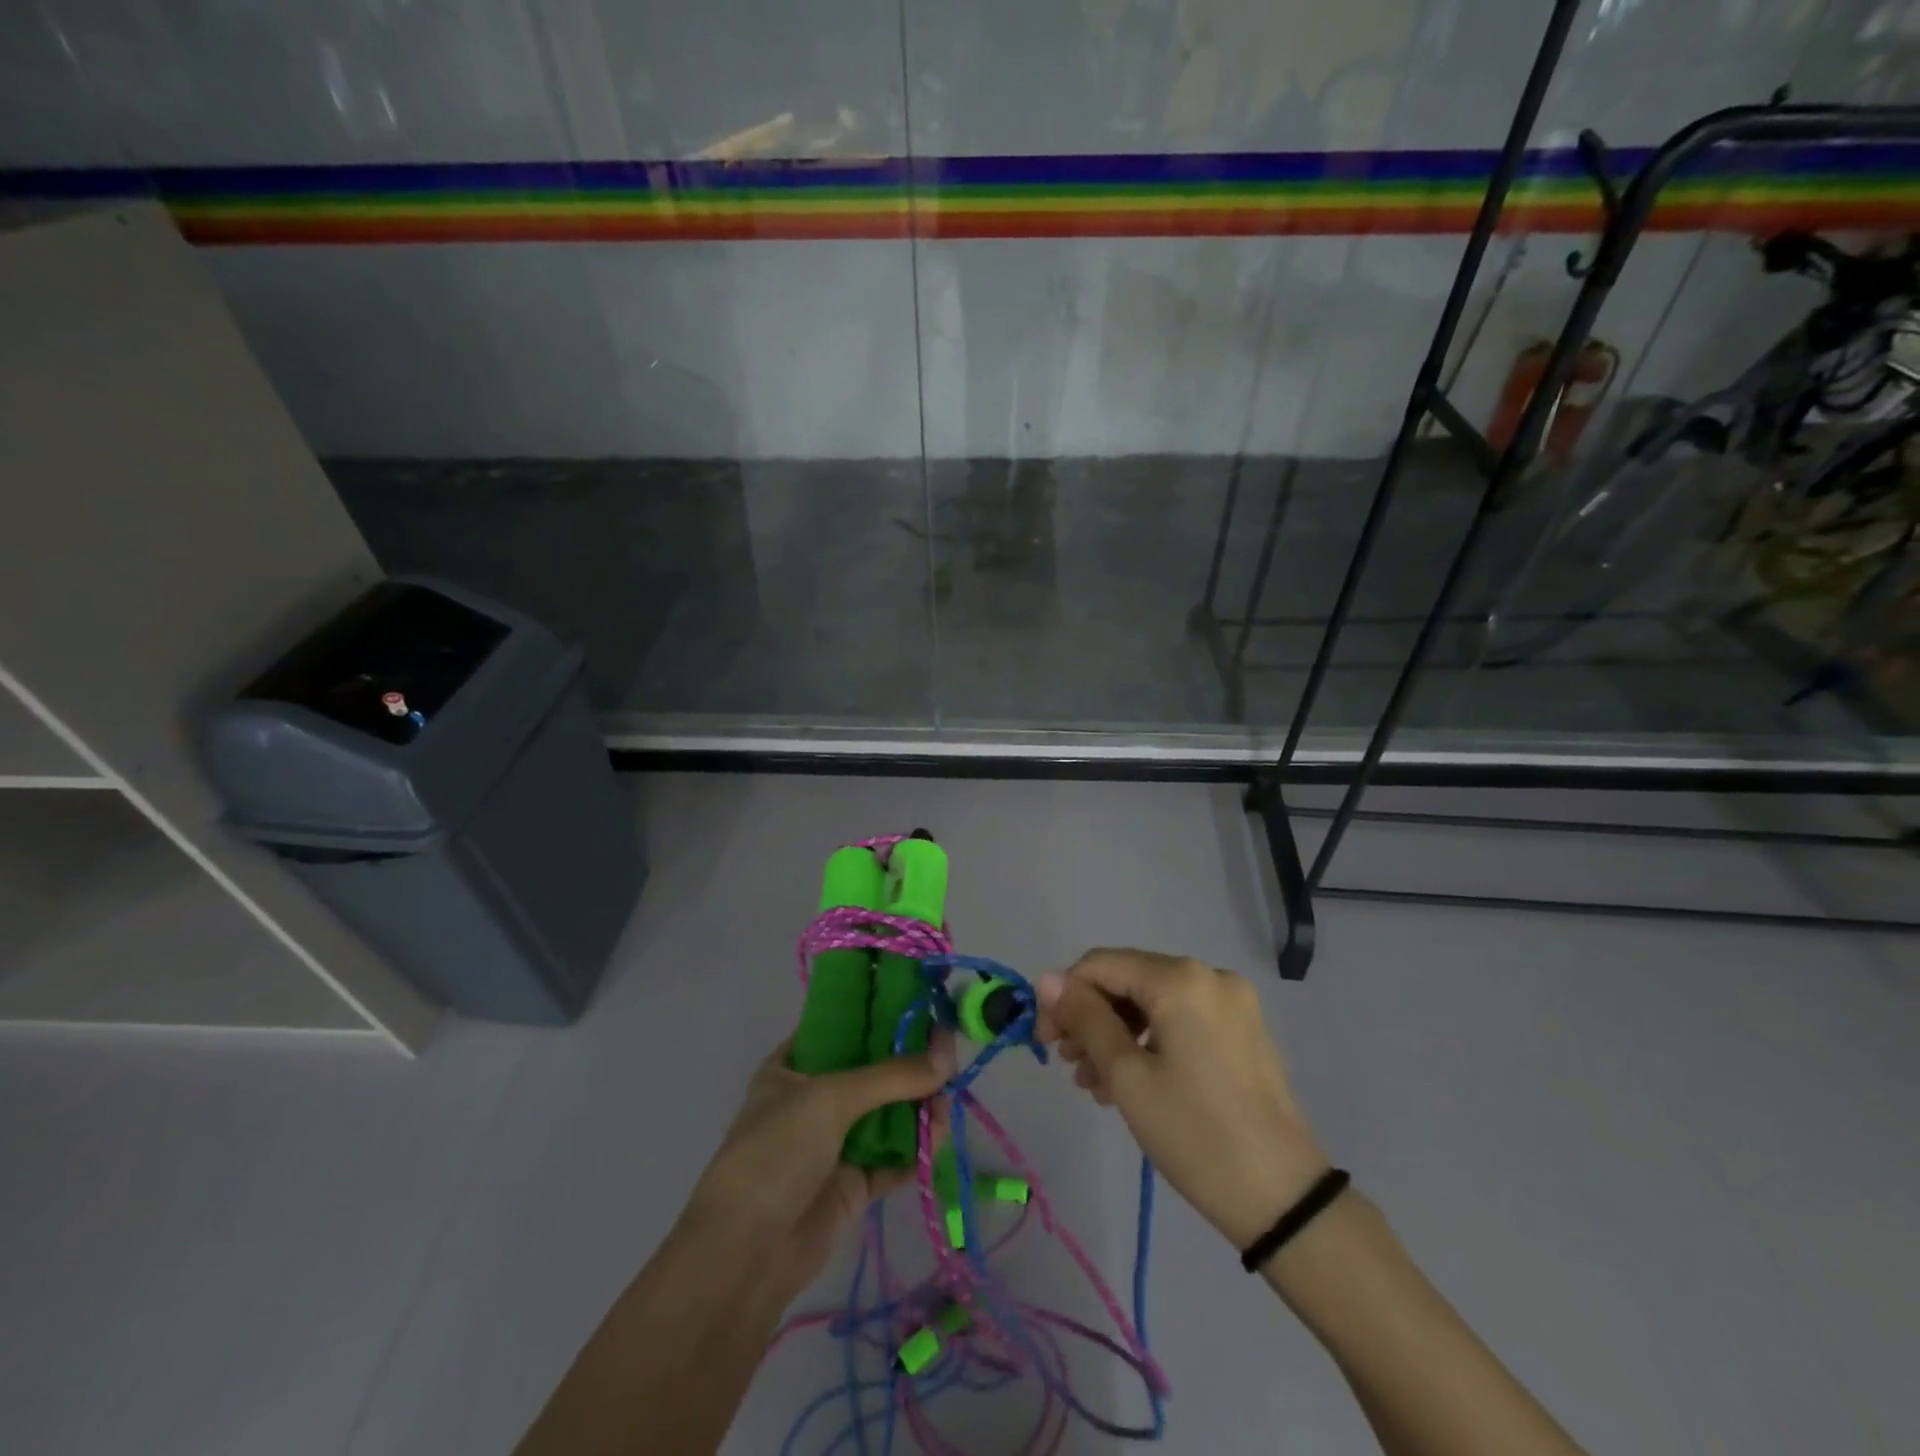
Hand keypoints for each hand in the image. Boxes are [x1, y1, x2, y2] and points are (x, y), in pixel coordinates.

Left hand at [680, 1031, 956, 1295]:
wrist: (747, 1253)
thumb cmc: (777, 1150)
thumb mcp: (831, 1097)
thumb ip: (892, 1075)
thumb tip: (948, 1055)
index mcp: (792, 1066)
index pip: (840, 1027)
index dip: (878, 1014)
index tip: (920, 1005)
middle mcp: (814, 1099)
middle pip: (871, 1070)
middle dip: (908, 1061)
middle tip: (948, 1049)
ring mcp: (835, 1142)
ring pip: (888, 1113)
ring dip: (918, 1103)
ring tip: (948, 1092)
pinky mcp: (855, 1183)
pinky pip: (895, 1156)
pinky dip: (918, 1145)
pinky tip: (939, 1130)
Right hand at [1037, 949, 1326, 1249]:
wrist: (1284, 1199)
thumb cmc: (1194, 1133)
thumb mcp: (1127, 1075)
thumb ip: (1085, 1018)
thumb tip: (1046, 978)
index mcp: (1180, 978)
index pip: (1101, 965)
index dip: (1064, 996)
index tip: (1045, 1041)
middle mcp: (1208, 975)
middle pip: (1129, 980)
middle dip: (1092, 1017)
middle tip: (1069, 1064)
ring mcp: (1232, 1002)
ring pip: (1154, 1002)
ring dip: (1117, 1033)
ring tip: (1095, 1082)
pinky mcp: (1243, 1029)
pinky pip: (1181, 1019)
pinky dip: (1150, 1040)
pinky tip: (1130, 1080)